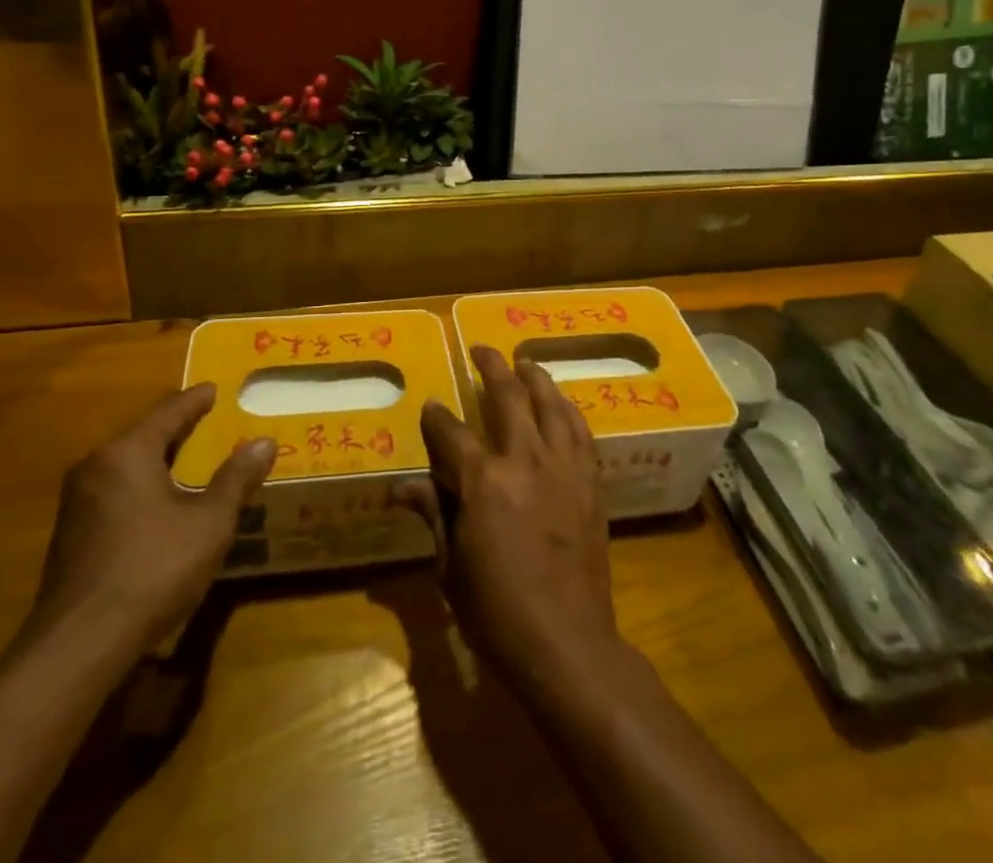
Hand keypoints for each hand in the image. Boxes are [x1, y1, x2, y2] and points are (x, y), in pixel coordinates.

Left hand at [27, 386, 275, 658]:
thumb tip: (264, 441)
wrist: (78, 646)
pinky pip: (115, 493)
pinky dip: (142, 488)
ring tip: (188, 460)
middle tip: (206, 421)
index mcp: (127, 453)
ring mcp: (77, 504)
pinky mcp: (70, 537)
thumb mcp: (208, 522)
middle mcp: (95, 467)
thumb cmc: (152, 569)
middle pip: (143, 437)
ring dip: (158, 462)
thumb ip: (235, 479)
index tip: (213, 388)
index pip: (168, 413)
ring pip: (127, 467)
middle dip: (176, 430)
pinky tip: (161, 505)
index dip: (195, 401)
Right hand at [398, 346, 622, 697]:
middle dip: (491, 368)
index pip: (452, 434)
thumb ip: (433, 514)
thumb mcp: (451, 567)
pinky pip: (580, 432)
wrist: (567, 643)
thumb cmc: (497, 612)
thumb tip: (401, 487)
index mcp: (483, 482)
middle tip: (481, 350)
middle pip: (508, 397)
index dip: (437, 418)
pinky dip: (568, 410)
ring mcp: (563, 468)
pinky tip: (562, 404)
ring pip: (551, 404)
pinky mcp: (590, 482)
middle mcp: (525, 461)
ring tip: (524, 362)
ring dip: (535, 377)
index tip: (430, 405)